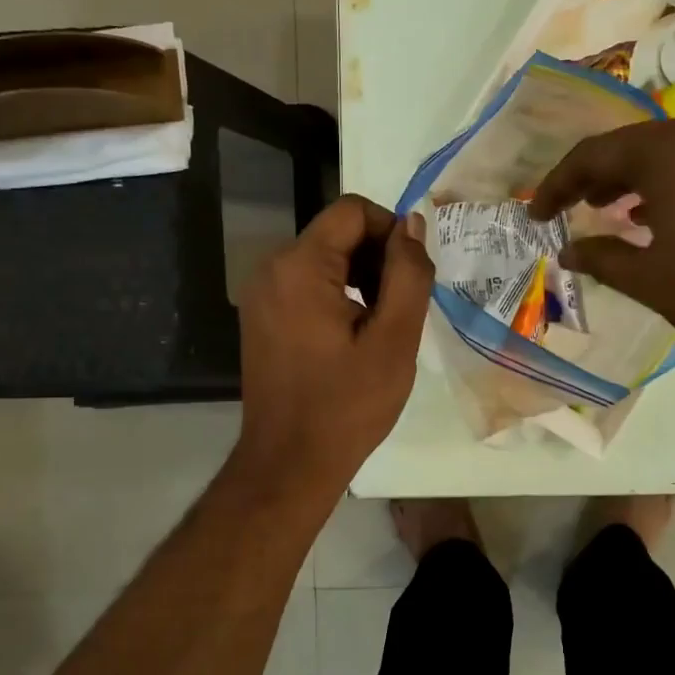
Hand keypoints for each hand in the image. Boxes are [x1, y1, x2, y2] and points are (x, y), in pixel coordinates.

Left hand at [233, 194, 433, 488]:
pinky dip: (338, 294)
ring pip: (324, 259)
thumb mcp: (395, 339)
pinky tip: (356, 335)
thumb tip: (413, 225)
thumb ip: (409, 273)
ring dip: (362, 277)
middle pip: (337, 232)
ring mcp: (261, 294)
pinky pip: (307, 284)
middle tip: (402, 307)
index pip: (353, 210)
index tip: (413, 275)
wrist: (290, 463)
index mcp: (300, 266)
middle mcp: (271, 268)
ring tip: (383, 324)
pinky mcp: (262, 317)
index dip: (392, 231)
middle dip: (377, 257)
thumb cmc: (348, 404)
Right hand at [528, 116, 674, 359]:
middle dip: (594, 178)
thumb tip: (569, 251)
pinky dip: (669, 185)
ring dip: (632, 180)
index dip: (556, 185)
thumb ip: (601, 259)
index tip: (536, 215)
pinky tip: (661, 218)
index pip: (592, 155)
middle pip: (630, 146)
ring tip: (610, 213)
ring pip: (666, 153)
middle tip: (569, 209)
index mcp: (666, 151)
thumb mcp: (649, 279)